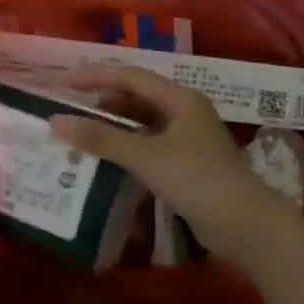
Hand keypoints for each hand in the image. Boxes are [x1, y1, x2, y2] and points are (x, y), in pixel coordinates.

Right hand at [49, 67, 298, 267]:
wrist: (248, 227)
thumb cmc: (198, 180)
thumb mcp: (146, 157)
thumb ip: (101, 138)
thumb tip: (55, 121)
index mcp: (180, 99)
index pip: (131, 76)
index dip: (95, 76)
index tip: (63, 82)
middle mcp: (184, 112)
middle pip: (136, 97)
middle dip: (102, 101)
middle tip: (69, 109)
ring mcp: (187, 139)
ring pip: (142, 123)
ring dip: (113, 126)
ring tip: (80, 132)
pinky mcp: (186, 164)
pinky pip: (148, 145)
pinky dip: (125, 147)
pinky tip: (106, 158)